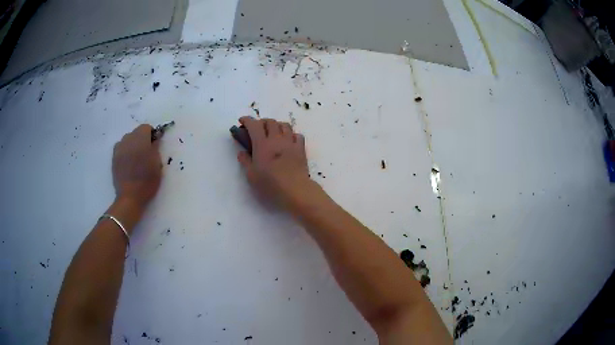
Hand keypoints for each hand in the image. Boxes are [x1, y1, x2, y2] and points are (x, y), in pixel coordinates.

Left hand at [112, 124, 161, 207]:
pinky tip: (128, 163)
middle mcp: (128, 140)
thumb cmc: (147, 180)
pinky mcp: (113, 158)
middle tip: (146, 153)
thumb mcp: (157, 164)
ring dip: (132, 145)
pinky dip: (125, 151)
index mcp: (140, 139)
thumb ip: (156, 148)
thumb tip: (154, 140)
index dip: (151, 135)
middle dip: (141, 139)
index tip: (154, 145)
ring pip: (127, 140)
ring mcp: (119, 148)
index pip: (146, 127)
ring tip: (136, 158)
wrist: (130, 196)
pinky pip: (120, 148)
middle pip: (136, 132)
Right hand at [237, 116, 312, 207]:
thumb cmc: (270, 184)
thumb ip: (245, 161)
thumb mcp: (251, 175)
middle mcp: (277, 139)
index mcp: (262, 144)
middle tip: (257, 130)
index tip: (242, 121)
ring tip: (273, 133)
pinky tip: (288, 141)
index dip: (247, 120)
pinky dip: (291, 135)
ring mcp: (290, 143)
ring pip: (284, 125)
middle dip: (261, 122)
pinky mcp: (301, 149)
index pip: (254, 125)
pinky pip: (297, 135)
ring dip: (277, 125)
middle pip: (270, 121)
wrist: (295, 190)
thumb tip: (241, 152)